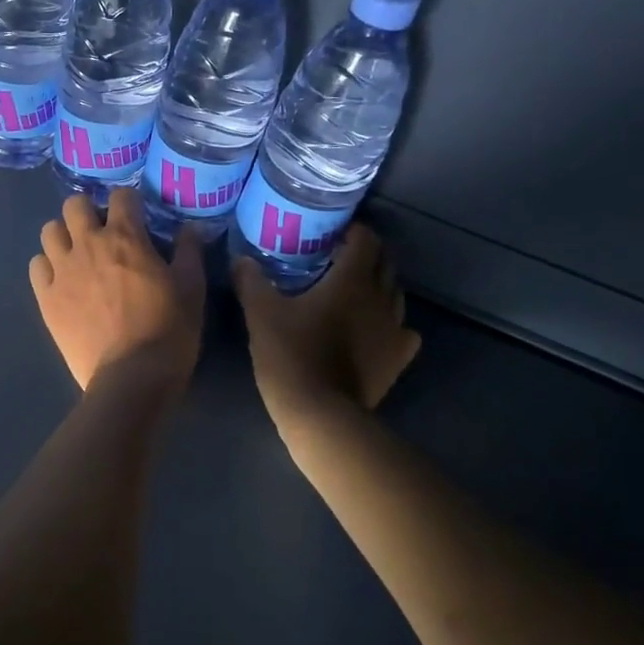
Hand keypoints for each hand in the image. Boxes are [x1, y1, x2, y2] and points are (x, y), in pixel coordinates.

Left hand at [29, 189, 204, 392]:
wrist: (131, 377)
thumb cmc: (168, 330)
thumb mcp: (192, 289)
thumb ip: (189, 252)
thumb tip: (190, 228)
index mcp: (126, 238)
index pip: (122, 196)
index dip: (130, 201)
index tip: (136, 215)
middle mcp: (88, 244)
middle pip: (74, 205)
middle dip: (88, 211)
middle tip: (101, 231)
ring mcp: (63, 270)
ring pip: (49, 231)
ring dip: (64, 236)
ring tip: (77, 253)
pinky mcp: (47, 297)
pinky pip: (36, 266)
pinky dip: (47, 266)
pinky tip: (61, 279)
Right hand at [233, 224, 420, 426]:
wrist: (321, 413)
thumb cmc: (291, 355)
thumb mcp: (260, 313)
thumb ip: (251, 280)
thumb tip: (240, 259)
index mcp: (351, 280)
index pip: (366, 239)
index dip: (352, 231)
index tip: (330, 234)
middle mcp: (380, 298)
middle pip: (385, 262)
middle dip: (365, 254)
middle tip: (337, 258)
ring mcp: (394, 329)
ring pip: (395, 293)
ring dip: (378, 285)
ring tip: (351, 291)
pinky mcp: (398, 358)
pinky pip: (403, 329)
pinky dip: (390, 322)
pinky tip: (373, 329)